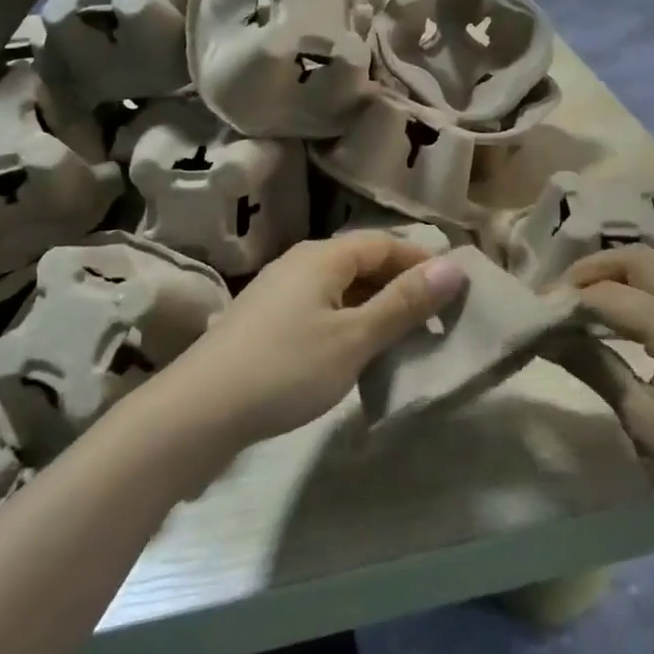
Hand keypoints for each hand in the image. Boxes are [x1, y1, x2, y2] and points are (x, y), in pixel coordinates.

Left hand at [154, 234, 467, 451]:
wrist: (199, 410)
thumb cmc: (286, 368)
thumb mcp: (354, 338)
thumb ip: (404, 303)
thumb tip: (454, 267)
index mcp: (323, 257)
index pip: (384, 244)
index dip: (421, 262)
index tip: (454, 291)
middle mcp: (299, 263)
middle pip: (361, 263)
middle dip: (400, 287)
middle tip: (434, 320)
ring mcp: (278, 291)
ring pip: (340, 288)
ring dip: (374, 307)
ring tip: (401, 340)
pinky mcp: (264, 321)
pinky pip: (319, 309)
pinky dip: (347, 323)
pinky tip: (354, 354)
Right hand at [553, 246, 653, 547]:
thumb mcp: (642, 422)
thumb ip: (594, 367)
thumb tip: (547, 335)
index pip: (612, 295)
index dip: (568, 299)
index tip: (535, 314)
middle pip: (640, 260)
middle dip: (593, 271)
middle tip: (558, 299)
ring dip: (618, 278)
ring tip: (581, 307)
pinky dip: (642, 293)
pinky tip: (620, 321)